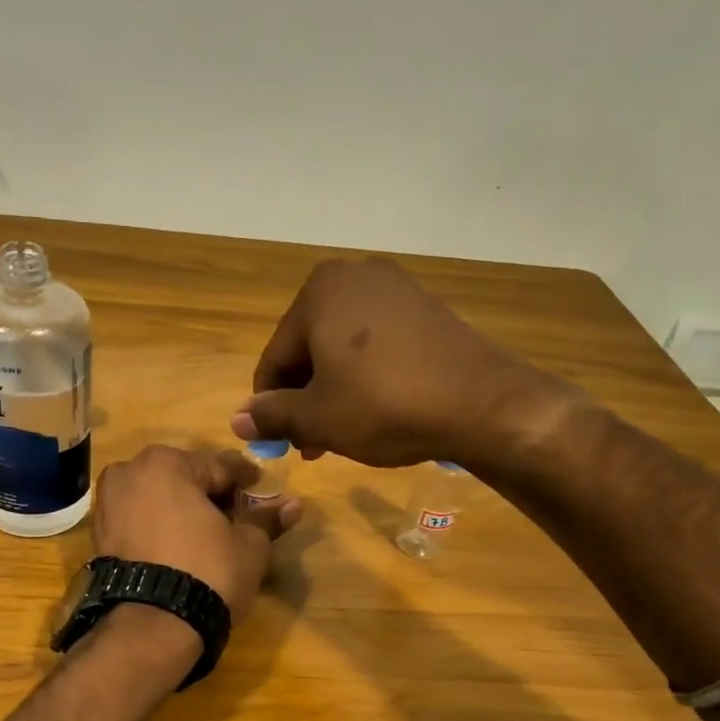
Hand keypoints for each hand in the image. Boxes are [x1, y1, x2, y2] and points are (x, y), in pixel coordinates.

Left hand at [91, 445, 301, 621]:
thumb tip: (293, 504)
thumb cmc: (207, 572)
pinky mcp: (98, 535)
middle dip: (210, 495)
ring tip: (208, 537)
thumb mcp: (248, 545)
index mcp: (166, 463)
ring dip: (182, 511)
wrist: (151, 625)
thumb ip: (266, 519)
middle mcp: (129, 472)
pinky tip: (179, 549)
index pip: (220, 466)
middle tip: (235, 519)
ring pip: (158, 499)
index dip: (246, 480)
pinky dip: (158, 528)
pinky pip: (138, 521)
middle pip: (184, 479)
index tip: (263, 492)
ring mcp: (108, 503)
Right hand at [231, 257, 581, 468]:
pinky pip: (378, 346)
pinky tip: (374, 413)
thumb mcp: (318, 418)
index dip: (270, 405)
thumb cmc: (383, 405)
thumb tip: (238, 421)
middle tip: (311, 444)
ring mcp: (397, 289)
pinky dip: (366, 378)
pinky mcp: (427, 310)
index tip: (277, 442)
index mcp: (320, 291)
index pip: (276, 357)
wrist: (481, 404)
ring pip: (344, 351)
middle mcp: (356, 276)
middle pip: (310, 350)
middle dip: (305, 400)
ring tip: (340, 436)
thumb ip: (272, 416)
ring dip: (333, 394)